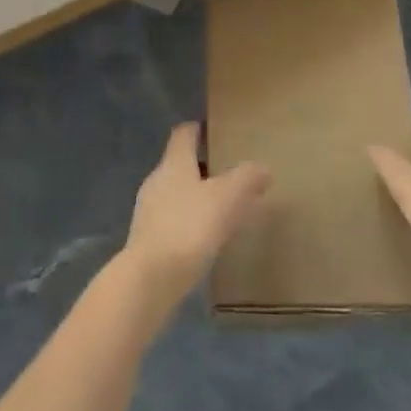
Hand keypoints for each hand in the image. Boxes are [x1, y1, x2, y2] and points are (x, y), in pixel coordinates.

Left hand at [121, 123, 270, 312]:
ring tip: (220, 209)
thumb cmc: (189, 227)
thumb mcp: (226, 199)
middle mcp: (157, 179)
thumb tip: (263, 168)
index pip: (183, 134)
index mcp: (174, 162)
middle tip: (228, 175)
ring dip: (196, 197)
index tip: (214, 132)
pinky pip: (172, 221)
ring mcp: (148, 210)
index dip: (198, 129)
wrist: (150, 280)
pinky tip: (204, 240)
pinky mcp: (147, 240)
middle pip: (179, 163)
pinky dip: (188, 223)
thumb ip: (246, 179)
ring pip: (175, 193)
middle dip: (202, 167)